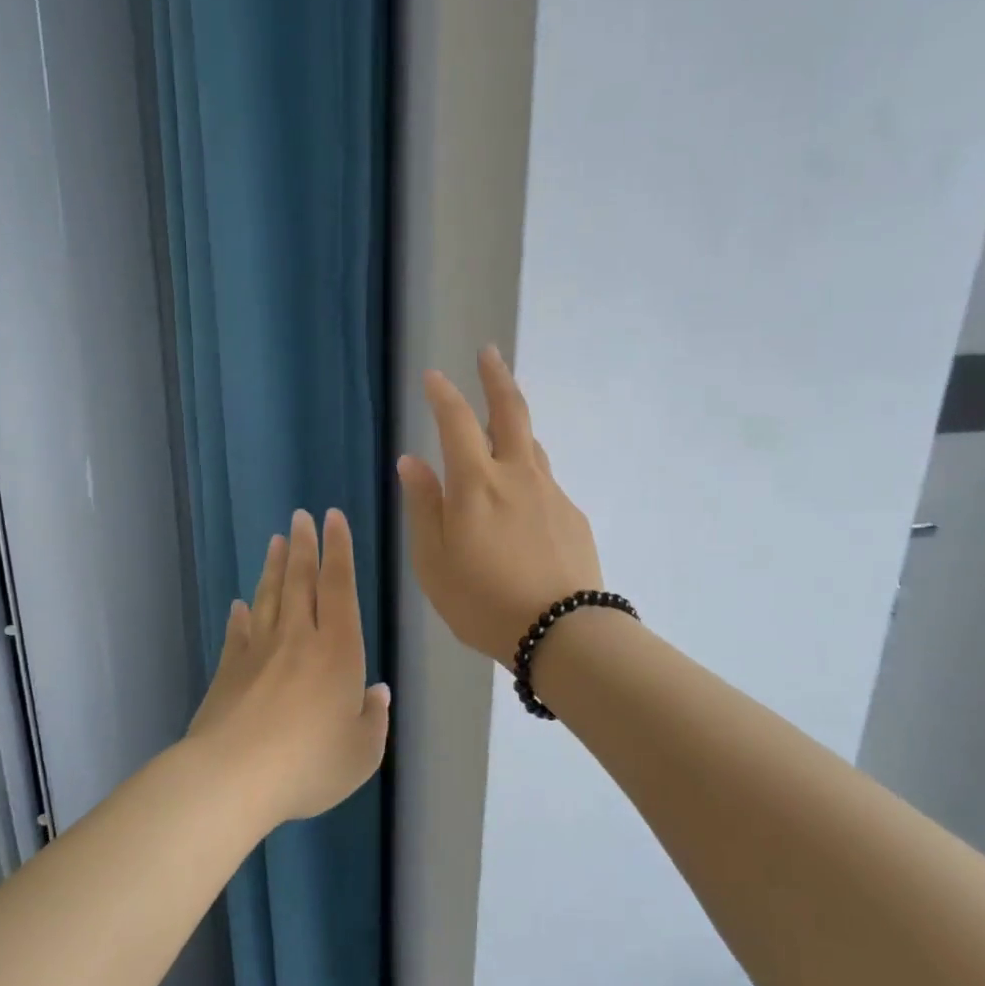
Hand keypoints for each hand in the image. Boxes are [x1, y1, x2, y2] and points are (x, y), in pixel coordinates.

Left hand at [188, 508, 390, 824]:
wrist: (233, 777)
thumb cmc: (309, 763)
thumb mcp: (362, 752)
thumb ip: (373, 718)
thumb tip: (378, 692)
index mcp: (337, 650)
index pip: (339, 587)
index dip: (338, 551)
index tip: (333, 519)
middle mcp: (298, 639)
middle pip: (300, 581)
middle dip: (303, 546)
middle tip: (301, 517)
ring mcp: (258, 652)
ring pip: (268, 597)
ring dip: (273, 567)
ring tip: (275, 541)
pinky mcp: (228, 671)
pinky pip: (238, 633)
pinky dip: (241, 615)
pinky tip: (239, 604)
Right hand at [398, 345, 603, 667]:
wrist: (563, 632)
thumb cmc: (484, 601)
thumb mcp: (434, 561)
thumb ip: (423, 506)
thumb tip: (412, 461)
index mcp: (476, 483)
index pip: (456, 422)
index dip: (443, 394)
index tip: (433, 376)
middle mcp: (517, 475)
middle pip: (511, 412)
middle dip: (496, 378)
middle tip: (489, 354)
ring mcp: (551, 493)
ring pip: (532, 445)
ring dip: (515, 424)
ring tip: (502, 424)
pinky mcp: (572, 516)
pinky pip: (545, 482)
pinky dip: (528, 475)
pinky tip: (522, 504)